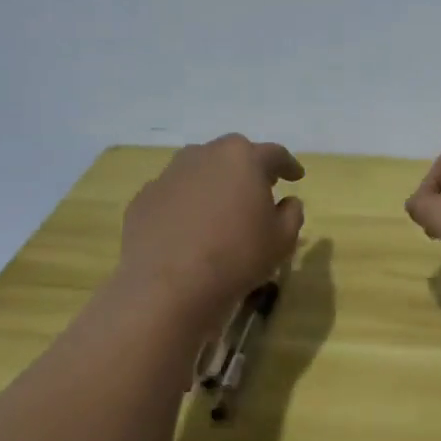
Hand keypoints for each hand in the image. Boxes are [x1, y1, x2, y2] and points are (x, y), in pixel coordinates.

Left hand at [114, 135, 304, 323]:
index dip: (288, 165)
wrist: (168, 286)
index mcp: (244, 158)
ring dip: (214, 182)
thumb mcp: (283, 239)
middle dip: (248, 168)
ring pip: (200, 169)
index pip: (274, 154)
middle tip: (259, 188)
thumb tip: (287, 202)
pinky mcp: (144, 197)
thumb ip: (292, 213)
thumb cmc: (238, 256)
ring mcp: (169, 175)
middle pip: (233, 154)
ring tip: (222, 207)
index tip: (296, 177)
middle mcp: (205, 155)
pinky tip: (190, 228)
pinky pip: (174, 193)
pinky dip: (186, 203)